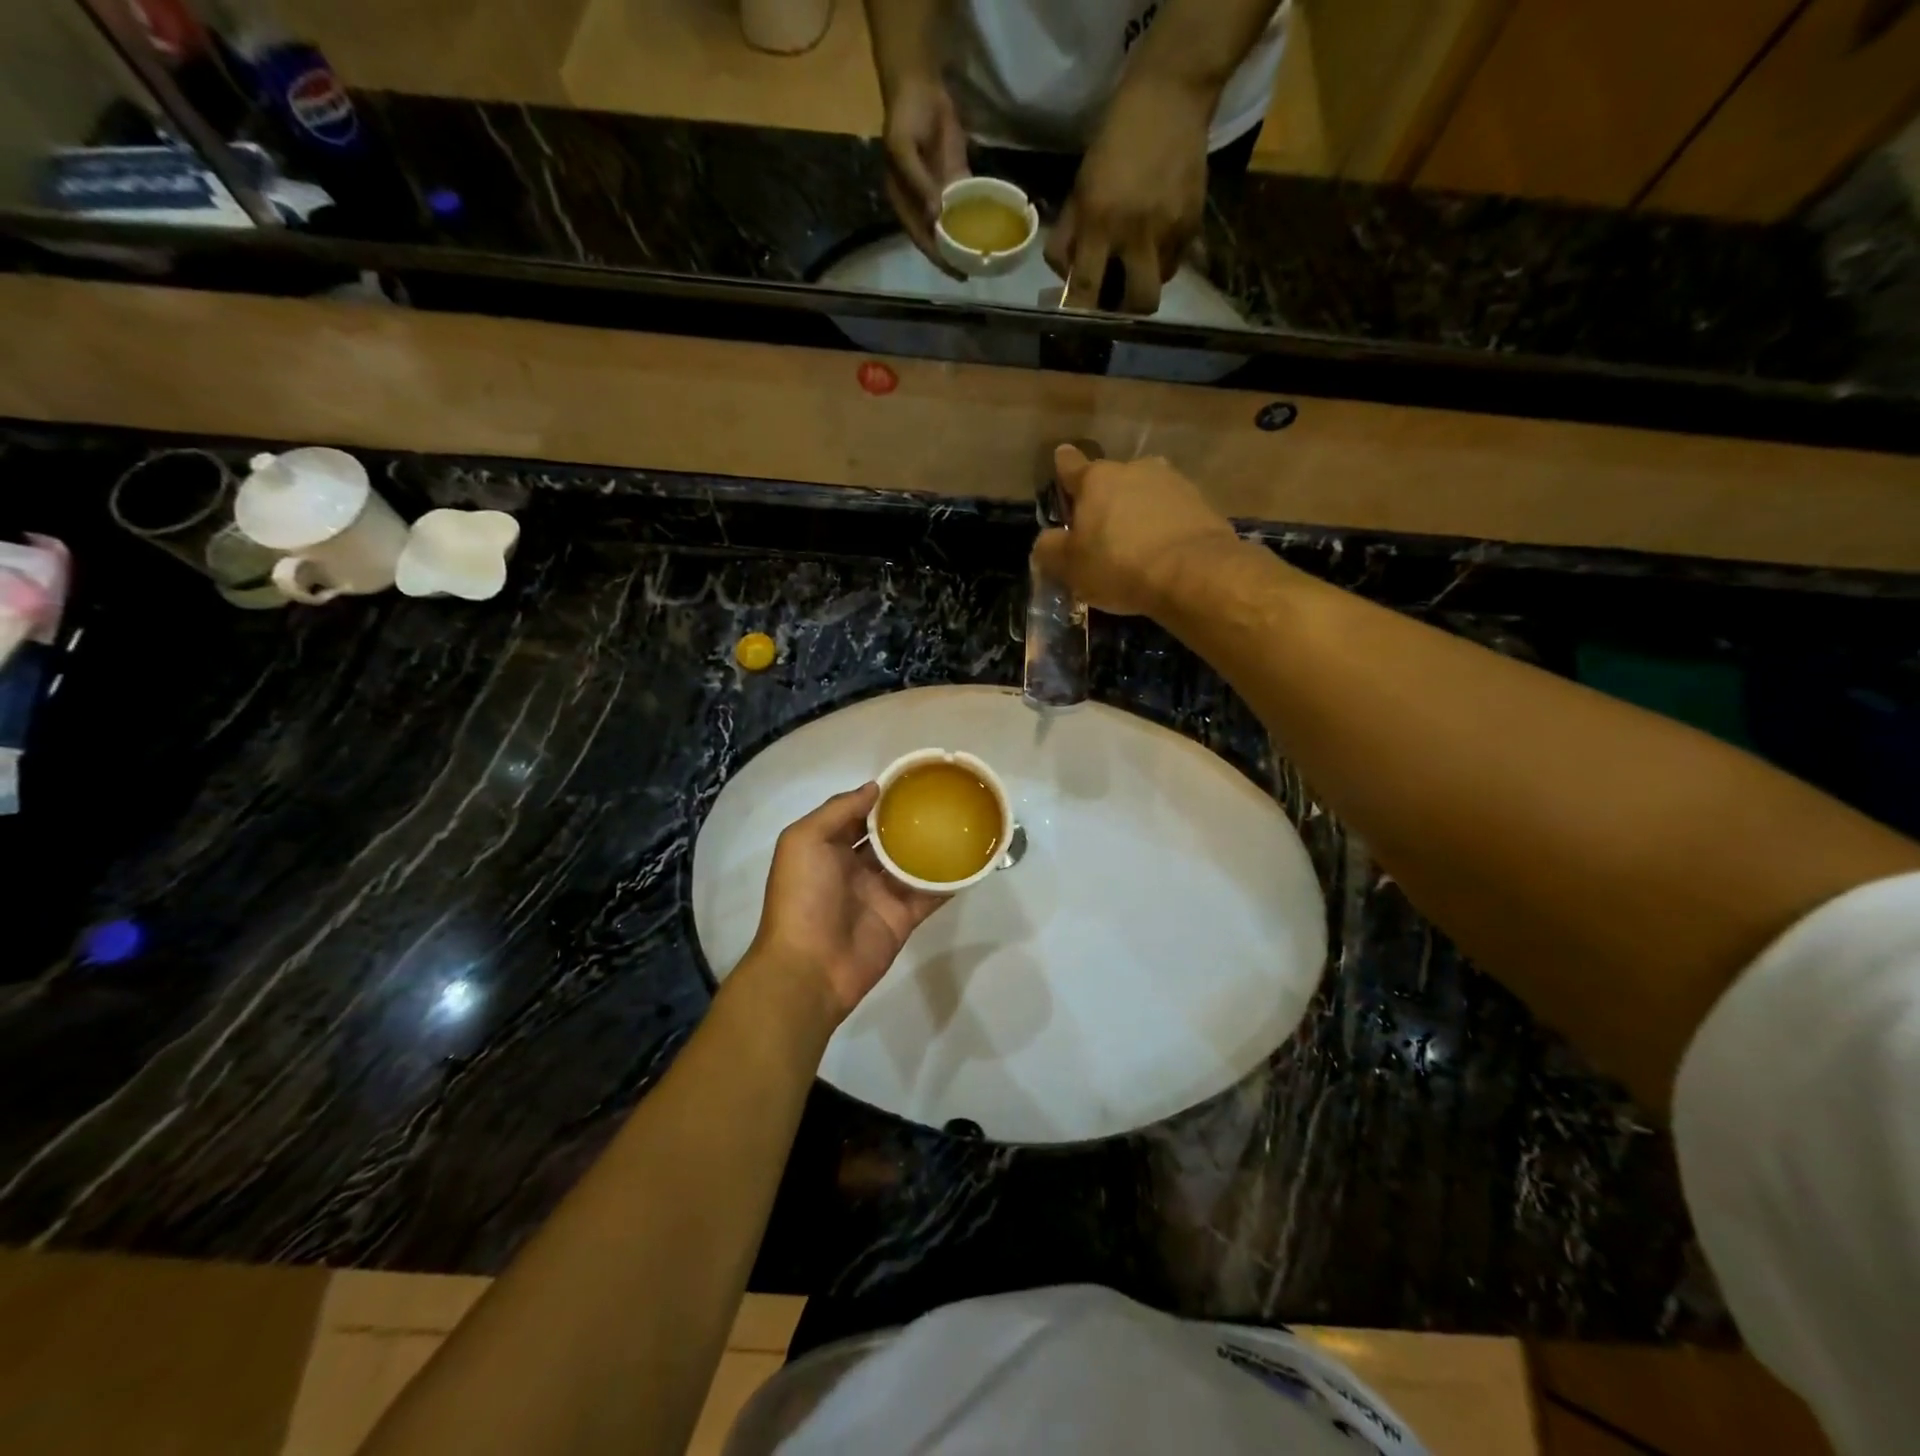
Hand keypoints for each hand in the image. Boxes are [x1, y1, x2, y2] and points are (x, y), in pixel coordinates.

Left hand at [749, 784, 946, 1021]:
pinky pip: (928, 894)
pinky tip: (970, 861)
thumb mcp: (804, 841)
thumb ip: (838, 810)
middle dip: (909, 819)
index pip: (858, 815)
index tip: (910, 779)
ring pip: (911, 863)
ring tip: (962, 822)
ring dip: (932, 845)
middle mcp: (853, 867)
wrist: (810, 967)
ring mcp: (880, 893)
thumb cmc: (802, 897)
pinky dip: (948, 880)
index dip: (880, 797)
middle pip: (887, 837)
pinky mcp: (902, 917)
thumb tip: (874, 787)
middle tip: (943, 797)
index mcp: (827, 848)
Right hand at [881, 73, 969, 272]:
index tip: (955, 272)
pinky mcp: (954, 179)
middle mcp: (921, 205)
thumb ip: (919, 184)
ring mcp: (938, 193)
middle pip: (937, 238)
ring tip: (982, 258)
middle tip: (972, 272)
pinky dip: (975, 216)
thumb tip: (936, 217)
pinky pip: (966, 202)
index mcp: (904, 203)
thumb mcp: (903, 149)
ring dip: (965, 241)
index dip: (937, 257)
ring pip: (952, 224)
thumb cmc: (905, 117)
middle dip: (953, 256)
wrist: (920, 85)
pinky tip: (988, 229)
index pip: (921, 238)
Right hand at [1031, 443, 1238, 614]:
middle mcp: (1134, 469)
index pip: (1070, 465)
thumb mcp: (1069, 567)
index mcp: (1096, 479)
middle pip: (1111, 481)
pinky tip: (1162, 552)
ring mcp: (1172, 482)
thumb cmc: (1119, 565)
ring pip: (1144, 494)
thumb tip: (1046, 542)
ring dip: (1136, 512)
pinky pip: (1171, 512)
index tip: (1061, 464)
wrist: (1193, 573)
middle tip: (1100, 534)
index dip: (1062, 468)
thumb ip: (1050, 550)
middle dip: (1104, 501)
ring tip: (1135, 545)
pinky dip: (1164, 526)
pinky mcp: (1201, 502)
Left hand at [1046, 78, 1212, 312]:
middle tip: (1118, 299)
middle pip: (1139, 302)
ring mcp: (1169, 230)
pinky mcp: (1194, 222)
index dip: (1080, 313)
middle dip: (1128, 311)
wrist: (1170, 97)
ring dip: (1146, 281)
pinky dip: (1164, 257)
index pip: (1085, 288)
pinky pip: (1176, 260)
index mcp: (1099, 222)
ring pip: (1159, 284)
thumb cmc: (1113, 144)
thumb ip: (1067, 239)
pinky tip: (1158, 233)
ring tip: (1138, 259)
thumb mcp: (1079, 188)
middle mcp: (1136, 233)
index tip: (1078, 322)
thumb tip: (1065, 281)